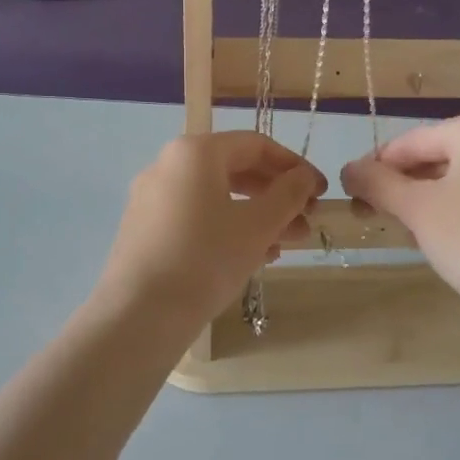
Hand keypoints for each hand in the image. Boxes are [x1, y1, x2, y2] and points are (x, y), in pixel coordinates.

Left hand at [97, 132, 324, 331]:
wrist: (139, 314)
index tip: (320, 193)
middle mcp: (168, 165)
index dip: (294, 166)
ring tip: (287, 245)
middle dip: (276, 195)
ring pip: (216, 197)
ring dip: (256, 215)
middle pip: (234, 169)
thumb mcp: (257, 226)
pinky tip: (253, 257)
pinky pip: (196, 217)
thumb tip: (304, 177)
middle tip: (307, 221)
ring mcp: (152, 198)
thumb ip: (287, 195)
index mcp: (195, 152)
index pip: (256, 145)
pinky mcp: (145, 229)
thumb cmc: (206, 259)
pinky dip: (228, 228)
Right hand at [341, 110, 459, 316]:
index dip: (376, 167)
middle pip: (438, 158)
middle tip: (369, 213)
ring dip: (425, 200)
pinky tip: (436, 237)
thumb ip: (376, 182)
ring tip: (399, 228)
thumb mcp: (415, 207)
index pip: (413, 142)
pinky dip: (457, 210)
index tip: (350, 192)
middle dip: (401, 185)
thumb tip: (347, 169)